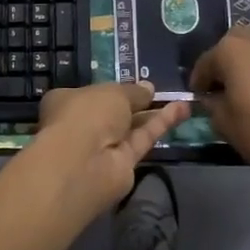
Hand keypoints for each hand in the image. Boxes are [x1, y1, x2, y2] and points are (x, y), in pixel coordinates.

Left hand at [19, 82, 189, 220]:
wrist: (84, 163)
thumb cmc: (87, 114)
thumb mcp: (114, 92)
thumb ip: (133, 92)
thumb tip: (148, 88)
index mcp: (67, 102)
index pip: (90, 93)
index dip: (112, 89)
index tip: (134, 84)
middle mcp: (83, 124)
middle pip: (113, 112)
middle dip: (136, 103)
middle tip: (158, 91)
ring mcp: (103, 147)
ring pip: (131, 127)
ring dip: (154, 114)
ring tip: (180, 99)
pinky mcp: (123, 165)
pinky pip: (143, 139)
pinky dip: (161, 125)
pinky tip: (182, 110)